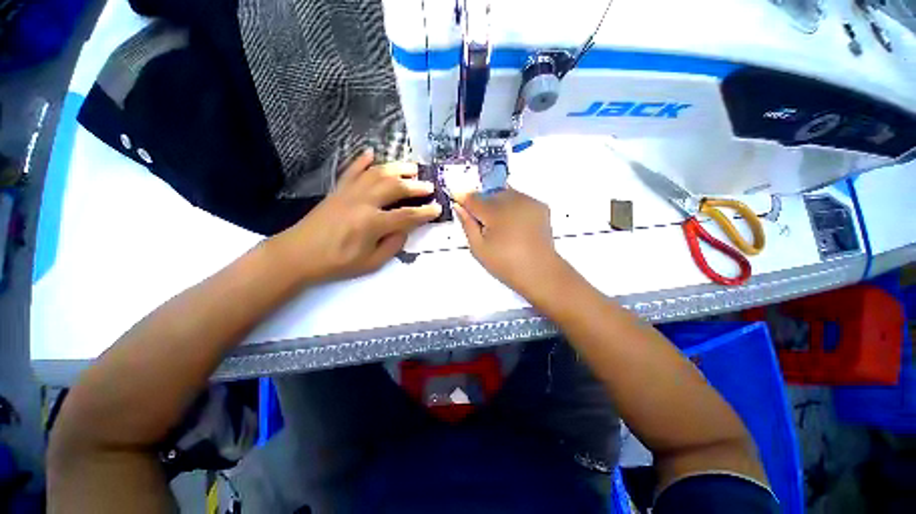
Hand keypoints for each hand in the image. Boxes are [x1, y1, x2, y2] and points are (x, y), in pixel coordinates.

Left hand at [274, 150, 441, 281]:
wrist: (298, 254)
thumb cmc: (337, 263)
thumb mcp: (371, 263)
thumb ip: (392, 245)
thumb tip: (405, 230)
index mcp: (372, 223)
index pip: (407, 215)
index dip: (425, 213)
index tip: (438, 209)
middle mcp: (363, 202)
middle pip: (395, 187)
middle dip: (415, 186)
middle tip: (429, 186)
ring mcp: (349, 193)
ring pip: (377, 173)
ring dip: (397, 168)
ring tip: (412, 168)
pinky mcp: (338, 190)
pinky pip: (352, 170)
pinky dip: (362, 160)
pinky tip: (372, 153)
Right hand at [453, 188, 565, 296]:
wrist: (540, 272)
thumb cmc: (506, 264)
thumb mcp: (479, 248)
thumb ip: (467, 224)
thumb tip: (458, 207)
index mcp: (496, 212)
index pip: (473, 197)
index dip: (464, 200)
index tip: (459, 204)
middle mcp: (514, 201)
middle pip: (489, 193)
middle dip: (482, 204)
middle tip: (483, 225)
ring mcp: (529, 202)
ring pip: (505, 194)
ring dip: (498, 204)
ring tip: (500, 227)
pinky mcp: (540, 206)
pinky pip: (519, 199)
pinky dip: (512, 207)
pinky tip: (513, 225)